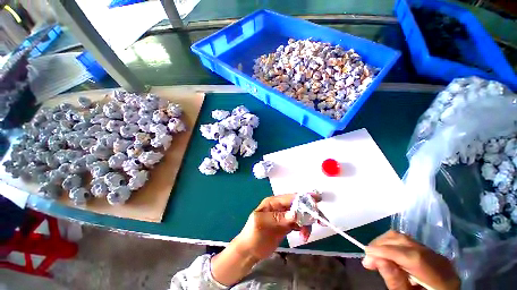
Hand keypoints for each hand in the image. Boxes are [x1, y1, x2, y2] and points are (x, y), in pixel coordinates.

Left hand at [235, 192, 321, 259]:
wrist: (249, 251)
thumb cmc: (252, 234)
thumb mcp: (261, 223)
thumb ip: (278, 217)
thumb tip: (295, 214)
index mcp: (273, 202)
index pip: (290, 197)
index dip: (304, 198)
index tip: (317, 200)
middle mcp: (280, 207)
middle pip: (298, 205)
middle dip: (309, 211)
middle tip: (320, 221)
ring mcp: (284, 217)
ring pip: (300, 215)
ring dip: (307, 223)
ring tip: (305, 235)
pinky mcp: (287, 226)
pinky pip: (299, 224)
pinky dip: (304, 229)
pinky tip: (303, 236)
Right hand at [362, 230, 459, 289]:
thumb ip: (396, 282)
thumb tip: (377, 259)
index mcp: (440, 278)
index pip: (412, 257)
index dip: (387, 251)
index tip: (366, 253)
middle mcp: (439, 261)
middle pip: (407, 243)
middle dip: (382, 245)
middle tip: (367, 257)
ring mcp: (435, 254)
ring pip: (405, 239)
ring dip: (384, 243)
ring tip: (373, 256)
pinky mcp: (428, 252)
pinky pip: (406, 243)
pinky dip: (391, 246)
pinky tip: (384, 255)